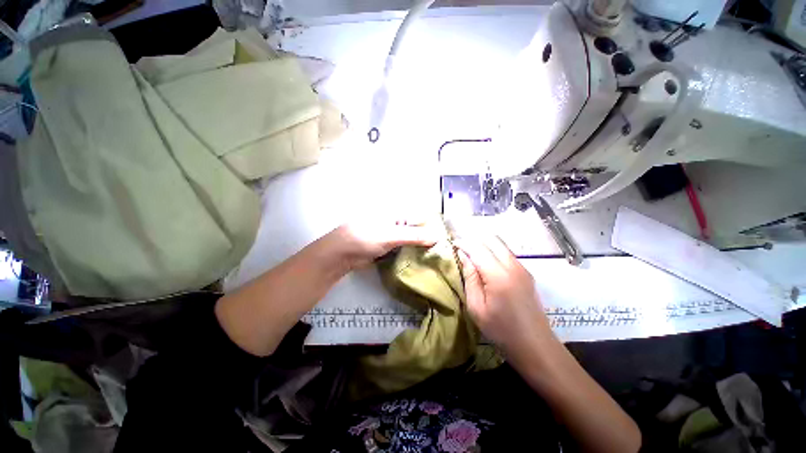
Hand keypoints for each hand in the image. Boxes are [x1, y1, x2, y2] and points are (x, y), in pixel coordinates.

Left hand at [329, 220, 440, 270]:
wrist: (341, 255)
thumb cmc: (365, 237)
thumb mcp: (391, 235)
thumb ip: (415, 236)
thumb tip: (438, 237)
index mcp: (396, 214)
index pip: (419, 219)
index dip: (432, 228)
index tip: (445, 240)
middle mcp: (395, 224)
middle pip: (416, 231)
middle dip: (427, 240)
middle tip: (443, 252)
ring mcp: (391, 237)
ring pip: (410, 242)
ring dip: (420, 249)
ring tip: (436, 258)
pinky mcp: (387, 249)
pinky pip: (403, 251)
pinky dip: (411, 255)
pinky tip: (421, 262)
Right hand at [455, 235, 553, 359]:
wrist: (535, 345)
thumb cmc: (501, 330)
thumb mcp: (477, 307)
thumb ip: (470, 278)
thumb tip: (464, 257)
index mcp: (499, 276)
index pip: (478, 248)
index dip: (463, 243)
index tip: (452, 243)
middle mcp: (513, 266)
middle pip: (492, 240)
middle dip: (474, 239)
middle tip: (461, 246)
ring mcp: (523, 268)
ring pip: (501, 245)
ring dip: (484, 244)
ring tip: (471, 252)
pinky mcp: (526, 273)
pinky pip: (507, 254)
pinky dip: (494, 251)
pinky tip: (486, 262)